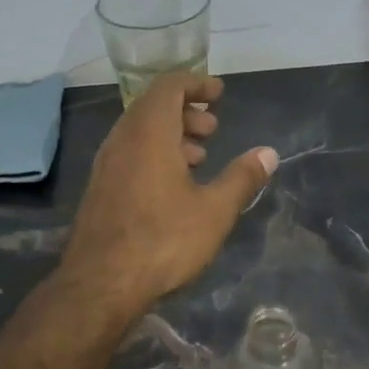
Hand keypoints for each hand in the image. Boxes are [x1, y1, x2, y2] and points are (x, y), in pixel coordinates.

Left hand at [61, 74, 277, 310]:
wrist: (99, 284)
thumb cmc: (163, 241)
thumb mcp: (214, 211)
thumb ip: (242, 178)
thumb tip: (268, 153)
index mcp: (149, 134)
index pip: (169, 87)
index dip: (196, 84)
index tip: (219, 94)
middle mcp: (122, 140)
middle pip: (152, 107)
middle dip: (185, 111)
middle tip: (212, 130)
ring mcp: (106, 165)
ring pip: (139, 132)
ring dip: (170, 135)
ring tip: (198, 158)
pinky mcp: (99, 189)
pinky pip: (129, 154)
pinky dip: (153, 154)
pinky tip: (173, 186)